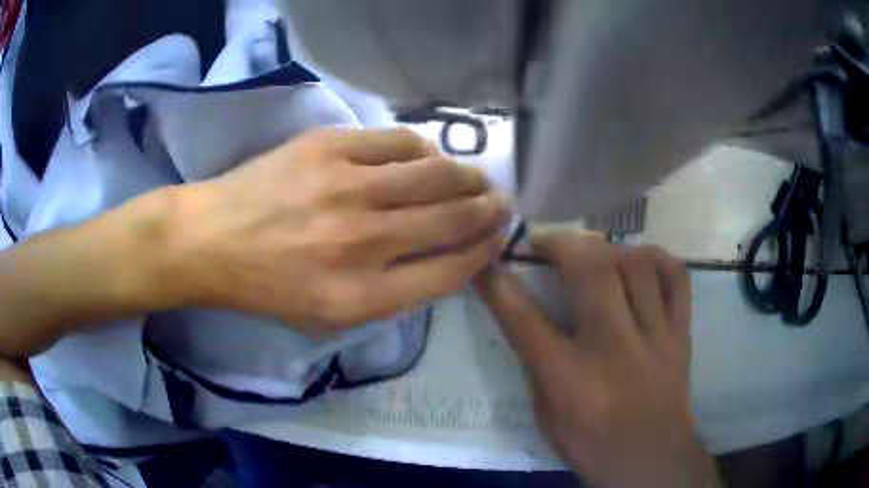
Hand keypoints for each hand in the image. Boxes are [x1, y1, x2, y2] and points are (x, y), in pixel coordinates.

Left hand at [172, 127, 509, 329]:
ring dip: (468, 177)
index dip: (484, 252)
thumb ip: (392, 295)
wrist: (212, 238)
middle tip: (501, 203)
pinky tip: (428, 158)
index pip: (450, 271)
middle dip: (489, 211)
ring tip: (477, 179)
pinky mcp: (330, 147)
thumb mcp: (330, 317)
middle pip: (453, 219)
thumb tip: (444, 259)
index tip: (497, 239)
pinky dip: (425, 151)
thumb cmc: (267, 287)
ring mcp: (346, 187)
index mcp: (362, 296)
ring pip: (436, 174)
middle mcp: (362, 241)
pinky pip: (399, 142)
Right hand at [476, 232, 719, 487]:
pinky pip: (676, 278)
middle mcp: (613, 348)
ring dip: (608, 249)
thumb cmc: (592, 446)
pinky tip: (641, 262)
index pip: (524, 318)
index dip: (498, 282)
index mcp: (569, 379)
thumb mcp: (546, 418)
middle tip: (547, 244)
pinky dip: (657, 259)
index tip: (486, 258)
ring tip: (595, 255)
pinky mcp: (681, 335)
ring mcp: (654, 337)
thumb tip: (528, 318)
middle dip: (561, 242)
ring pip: (636, 264)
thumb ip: (537, 366)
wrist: (652, 463)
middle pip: (590, 270)